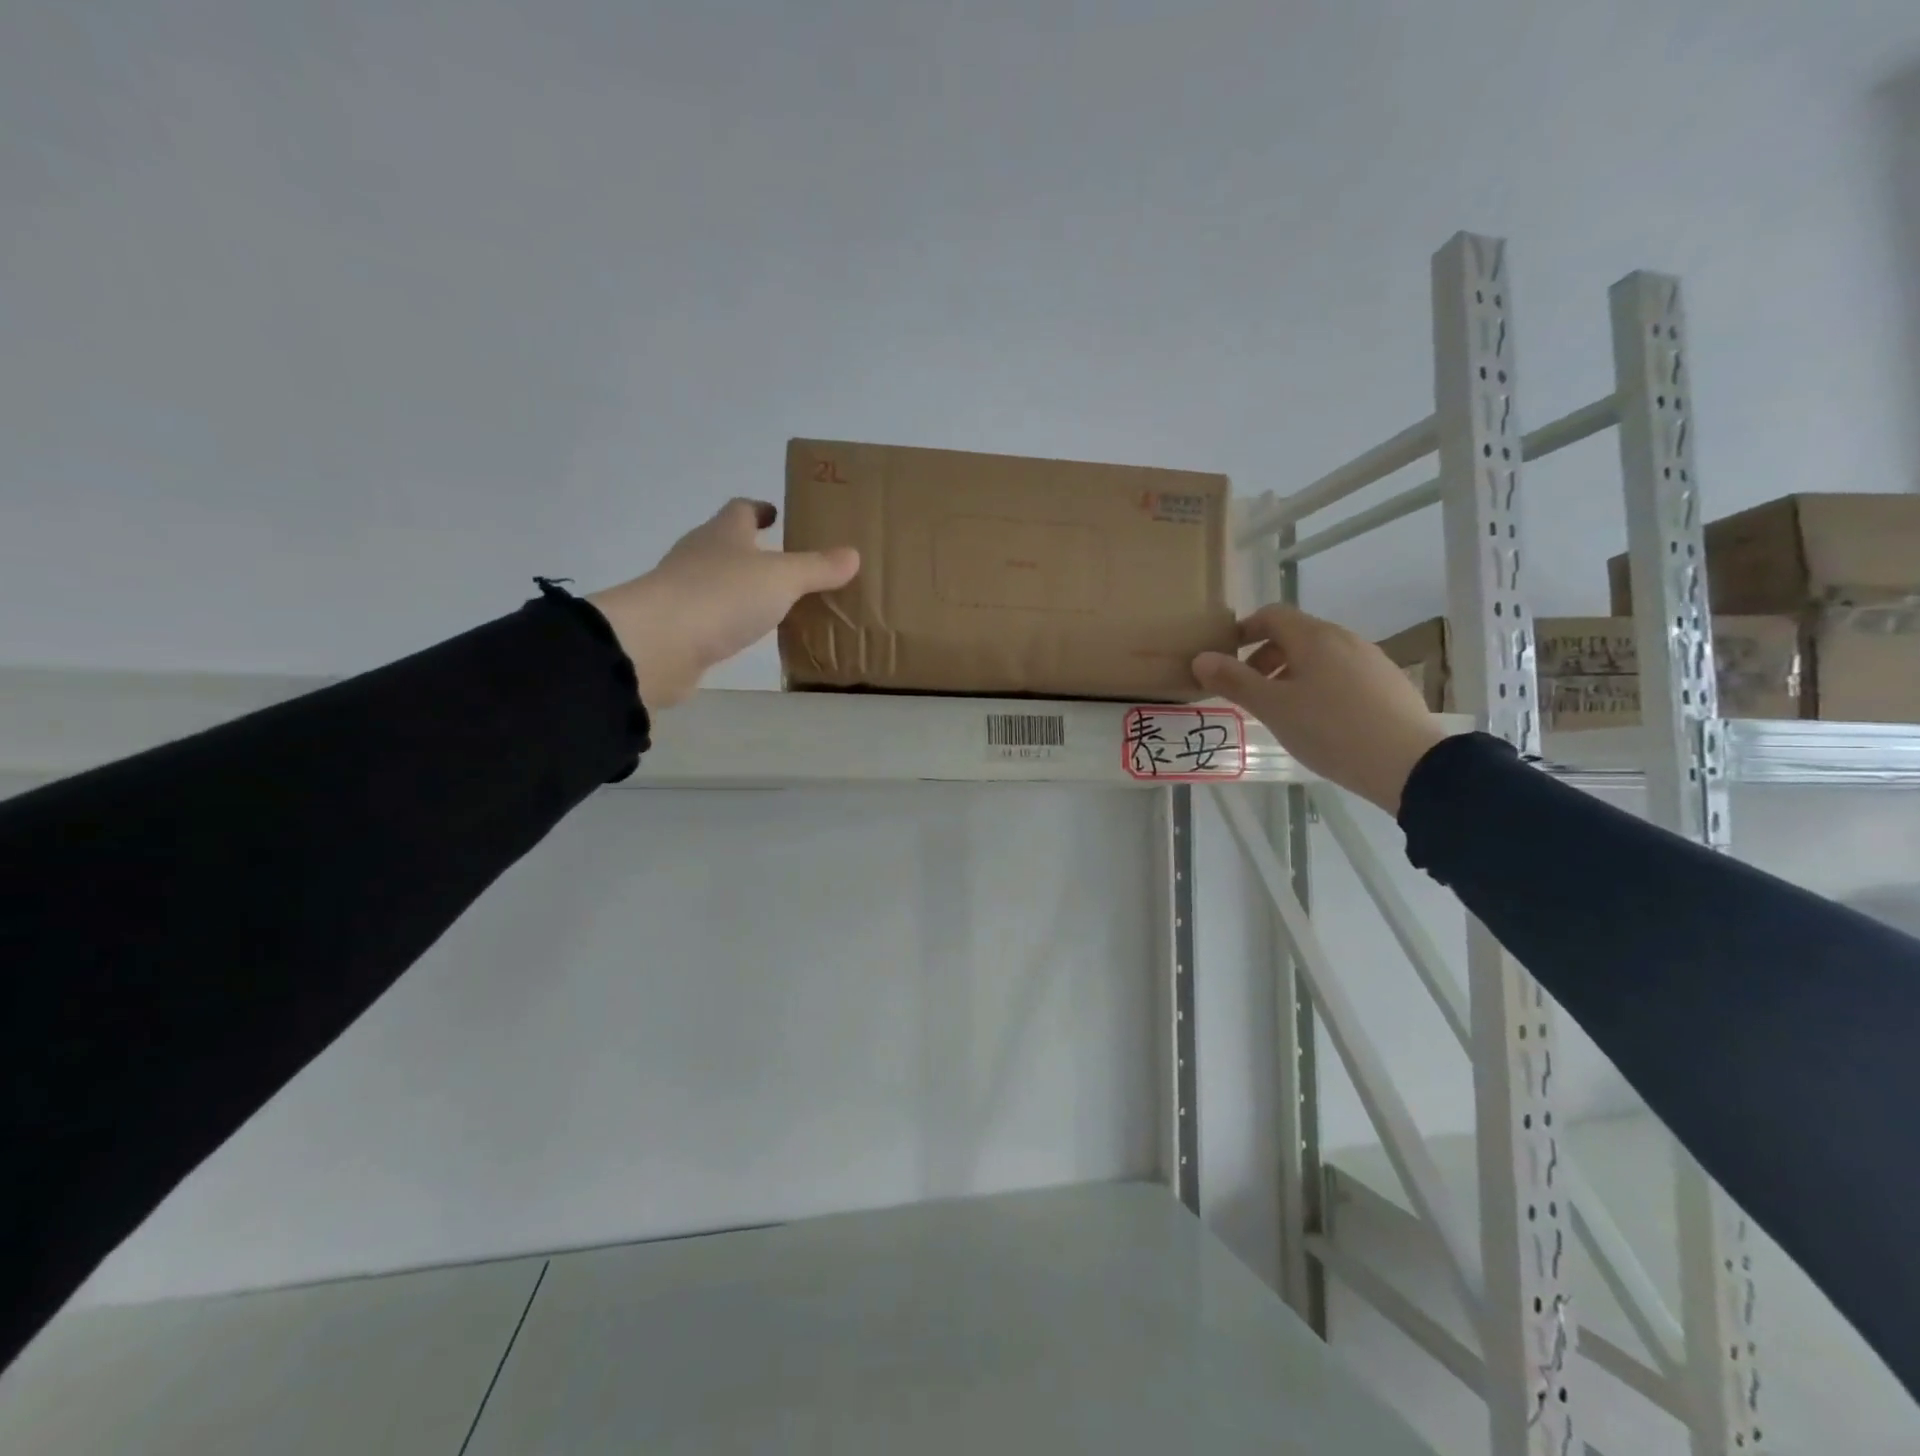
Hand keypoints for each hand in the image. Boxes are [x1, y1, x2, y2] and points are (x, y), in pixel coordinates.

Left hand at [589, 499, 858, 708]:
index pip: (740, 510)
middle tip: (786, 562)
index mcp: (723, 534)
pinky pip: (713, 617)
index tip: (775, 514)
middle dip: (753, 550)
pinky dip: (731, 620)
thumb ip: (817, 568)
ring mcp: (684, 592)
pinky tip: (749, 634)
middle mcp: (699, 556)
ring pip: (719, 582)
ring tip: (775, 601)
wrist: (658, 644)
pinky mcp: (678, 629)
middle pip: (727, 544)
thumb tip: (852, 554)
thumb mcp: (781, 579)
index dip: (759, 510)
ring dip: (743, 588)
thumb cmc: (721, 596)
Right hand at [1192, 604, 1450, 813]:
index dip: (1244, 630)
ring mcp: (1371, 660)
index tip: (1225, 656)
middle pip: (1296, 635)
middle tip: (1248, 691)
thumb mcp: (1272, 707)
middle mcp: (1344, 639)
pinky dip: (1319, 686)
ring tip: (1282, 710)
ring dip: (1291, 673)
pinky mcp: (1388, 684)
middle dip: (1265, 657)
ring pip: (1320, 656)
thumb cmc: (1330, 729)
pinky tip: (1320, 721)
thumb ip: (1234, 680)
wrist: (1408, 763)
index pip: (1271, 615)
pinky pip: (1342, 674)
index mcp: (1314, 637)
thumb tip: (1201, 658)